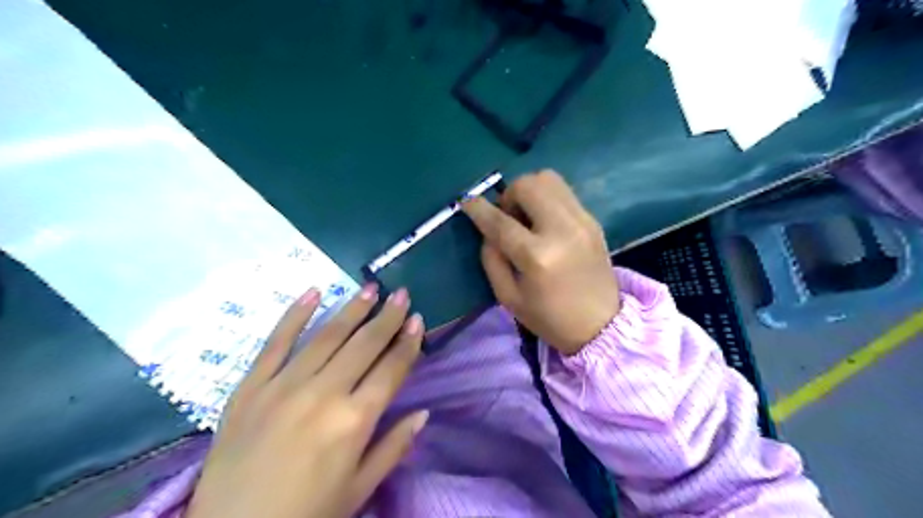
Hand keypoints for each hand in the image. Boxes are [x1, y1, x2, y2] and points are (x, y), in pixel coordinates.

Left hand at [192, 284, 430, 516]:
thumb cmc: (306, 514)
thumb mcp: (359, 489)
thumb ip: (394, 447)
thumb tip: (424, 413)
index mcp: (354, 421)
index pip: (391, 369)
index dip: (408, 343)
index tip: (418, 320)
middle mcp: (323, 394)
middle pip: (364, 345)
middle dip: (387, 317)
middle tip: (401, 294)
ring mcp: (283, 386)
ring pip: (326, 336)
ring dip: (352, 309)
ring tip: (370, 288)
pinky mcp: (250, 387)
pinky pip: (275, 342)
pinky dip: (295, 315)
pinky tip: (313, 292)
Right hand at [462, 170, 618, 355]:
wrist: (601, 325)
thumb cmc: (549, 318)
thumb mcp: (508, 297)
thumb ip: (491, 259)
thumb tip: (488, 231)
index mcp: (537, 257)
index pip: (500, 221)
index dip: (478, 209)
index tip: (466, 201)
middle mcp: (562, 230)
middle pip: (528, 185)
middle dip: (508, 195)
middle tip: (507, 217)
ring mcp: (582, 221)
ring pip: (549, 179)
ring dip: (529, 191)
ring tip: (526, 216)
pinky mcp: (593, 220)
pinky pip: (563, 192)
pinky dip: (546, 199)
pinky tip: (545, 222)